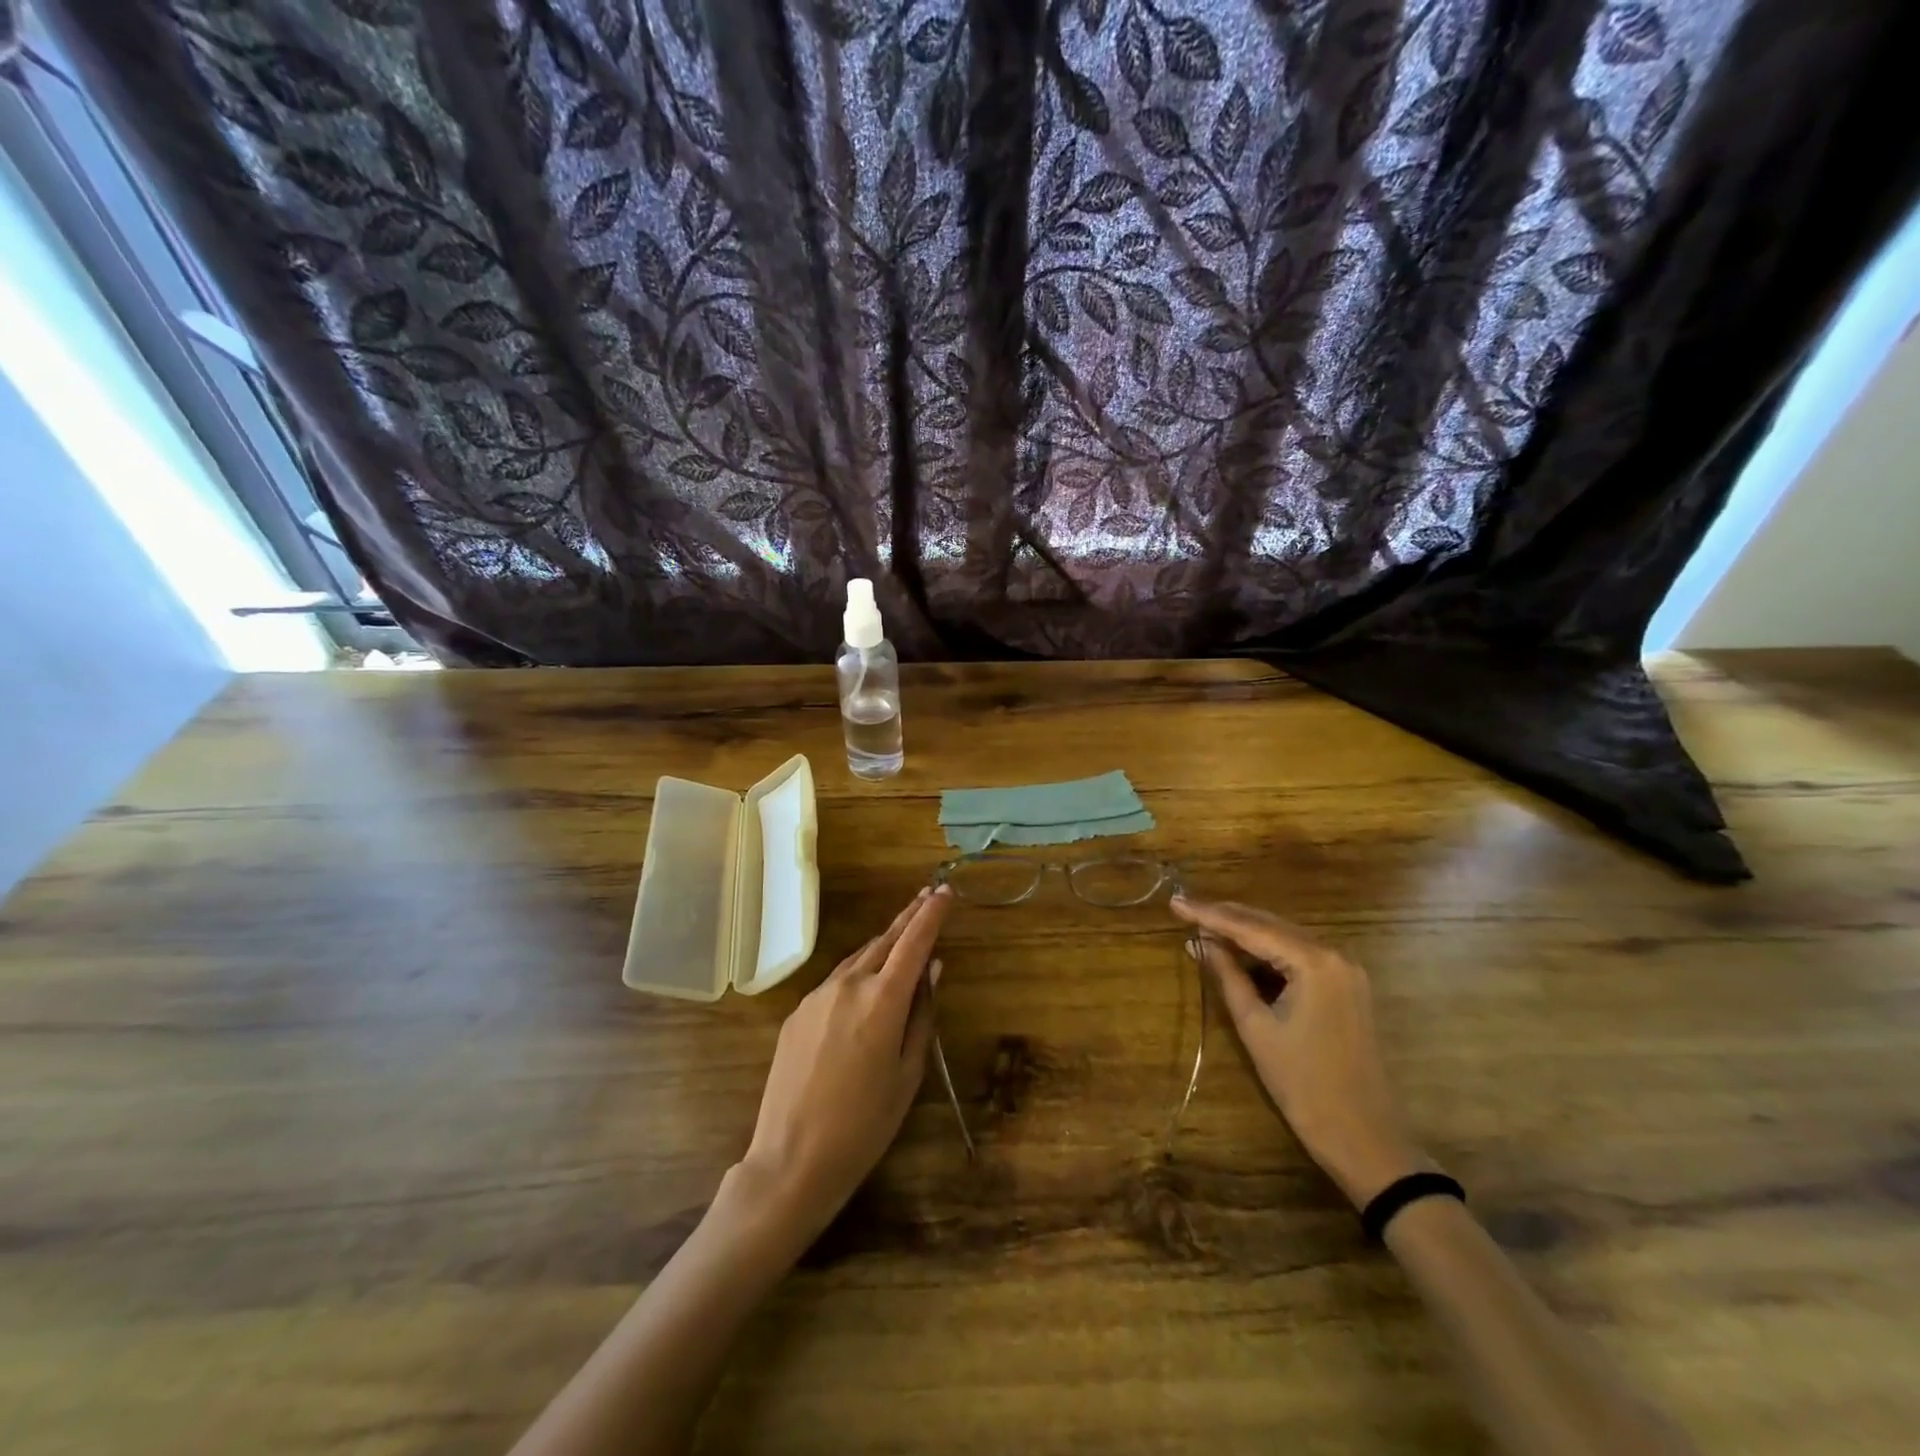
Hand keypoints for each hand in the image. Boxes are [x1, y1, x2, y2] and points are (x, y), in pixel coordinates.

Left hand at [736, 887, 953, 1242]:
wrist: (791, 1159)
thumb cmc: (864, 1125)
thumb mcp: (907, 1073)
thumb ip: (921, 1015)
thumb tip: (932, 970)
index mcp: (882, 1000)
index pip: (914, 942)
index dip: (932, 914)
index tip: (946, 891)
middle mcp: (848, 985)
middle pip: (885, 940)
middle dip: (908, 917)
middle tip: (928, 895)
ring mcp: (817, 996)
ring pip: (858, 958)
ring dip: (883, 944)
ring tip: (903, 935)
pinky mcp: (797, 1012)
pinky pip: (836, 981)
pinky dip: (858, 972)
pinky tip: (866, 984)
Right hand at [1173, 896, 1427, 1208]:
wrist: (1364, 1137)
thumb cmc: (1303, 1084)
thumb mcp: (1255, 1026)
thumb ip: (1227, 975)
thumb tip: (1198, 942)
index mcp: (1315, 961)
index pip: (1251, 927)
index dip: (1209, 914)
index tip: (1176, 902)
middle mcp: (1335, 954)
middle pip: (1270, 923)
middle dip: (1226, 917)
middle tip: (1185, 909)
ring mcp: (1346, 969)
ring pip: (1285, 937)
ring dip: (1246, 932)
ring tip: (1204, 927)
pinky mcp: (1347, 986)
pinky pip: (1300, 955)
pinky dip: (1268, 951)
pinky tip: (1240, 952)